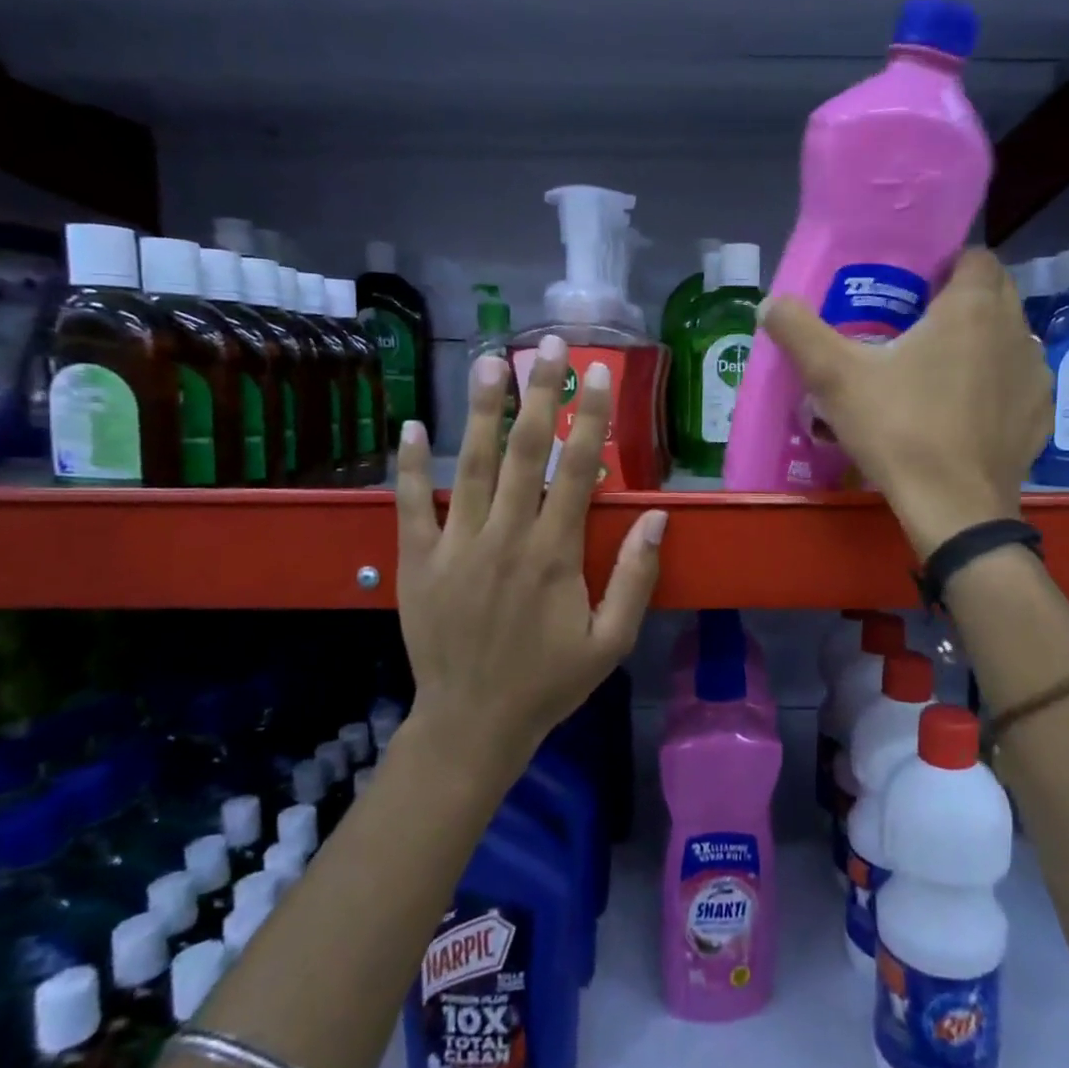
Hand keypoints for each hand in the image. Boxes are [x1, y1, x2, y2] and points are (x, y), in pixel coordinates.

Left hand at [393, 336, 667, 781]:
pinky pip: (411, 505)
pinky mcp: (416, 562)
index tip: (598, 373)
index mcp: (554, 554)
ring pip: (470, 465)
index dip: (590, 418)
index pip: (577, 470)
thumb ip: (636, 577)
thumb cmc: (550, 682)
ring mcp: (455, 547)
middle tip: (547, 344)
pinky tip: (410, 425)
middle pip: (523, 452)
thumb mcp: (611, 640)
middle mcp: (505, 537)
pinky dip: (410, 465)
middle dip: (539, 393)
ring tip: (488, 361)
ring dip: (481, 410)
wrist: (473, 723)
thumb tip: (658, 517)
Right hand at [759, 249, 1050, 556]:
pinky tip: (966, 410)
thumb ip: (800, 333)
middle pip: (996, 292)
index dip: (945, 265)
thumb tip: (770, 303)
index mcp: (972, 308)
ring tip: (940, 369)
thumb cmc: (899, 430)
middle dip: (962, 299)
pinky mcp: (1040, 416)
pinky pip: (1018, 382)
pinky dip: (996, 384)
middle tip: (917, 326)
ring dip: (982, 341)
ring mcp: (1034, 375)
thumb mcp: (836, 379)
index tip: (913, 289)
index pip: (975, 256)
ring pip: (1009, 337)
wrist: (953, 509)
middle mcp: (1015, 330)